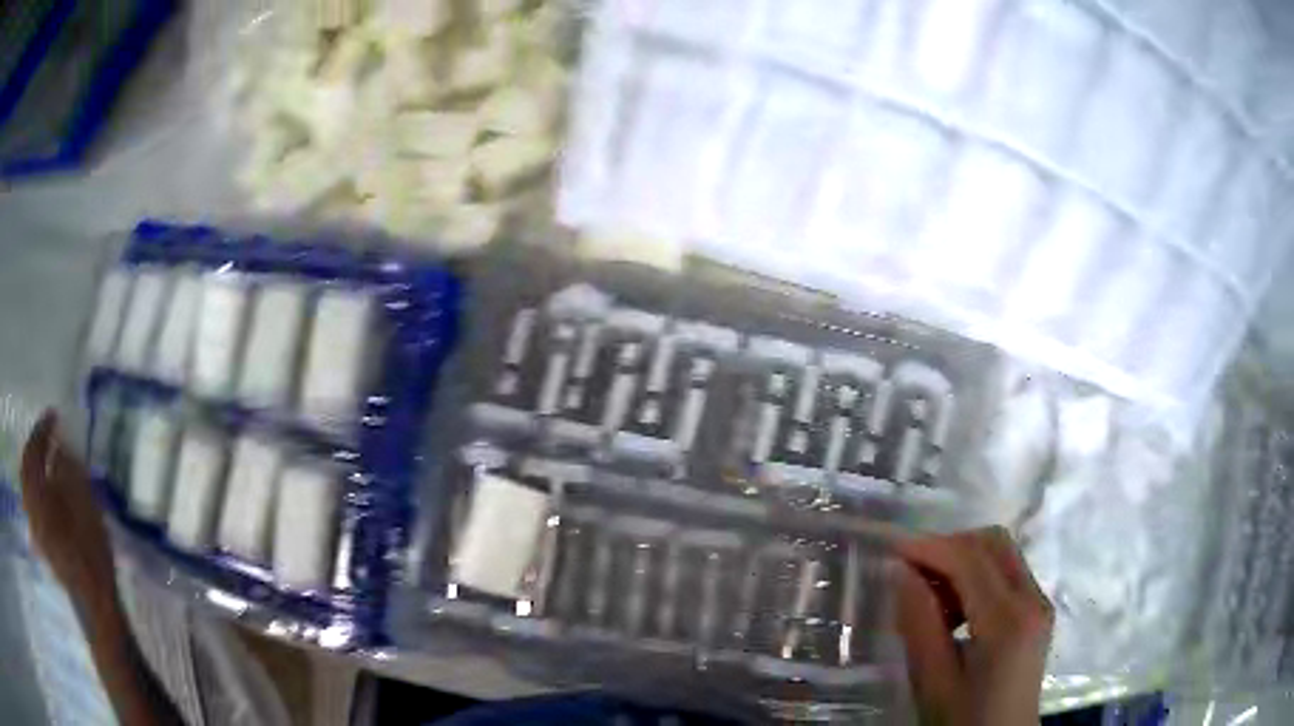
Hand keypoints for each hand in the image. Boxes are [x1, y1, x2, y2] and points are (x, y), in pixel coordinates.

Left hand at [20, 411, 114, 594]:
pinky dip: (36, 484)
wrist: (94, 602)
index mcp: (37, 493)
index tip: (55, 415)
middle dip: (34, 445)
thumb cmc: (90, 551)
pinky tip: (45, 485)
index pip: (34, 449)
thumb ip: (68, 470)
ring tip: (45, 455)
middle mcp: (30, 504)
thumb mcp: (84, 504)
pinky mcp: (40, 538)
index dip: (43, 428)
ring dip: (34, 464)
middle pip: (26, 465)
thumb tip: (59, 448)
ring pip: (27, 483)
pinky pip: (31, 500)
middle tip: (47, 431)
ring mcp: (34, 524)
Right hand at [895, 527, 1052, 725]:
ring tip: (928, 599)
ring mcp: (1039, 603)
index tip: (892, 551)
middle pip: (994, 543)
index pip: (971, 559)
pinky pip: (1007, 574)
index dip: (931, 547)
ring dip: (963, 562)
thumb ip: (919, 624)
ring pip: (1001, 555)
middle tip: (910, 571)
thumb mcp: (933, 681)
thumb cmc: (963, 721)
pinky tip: (953, 612)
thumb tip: (901, 572)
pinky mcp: (1037, 612)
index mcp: (1008, 621)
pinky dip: (976, 577)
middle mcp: (1033, 599)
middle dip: (949, 546)